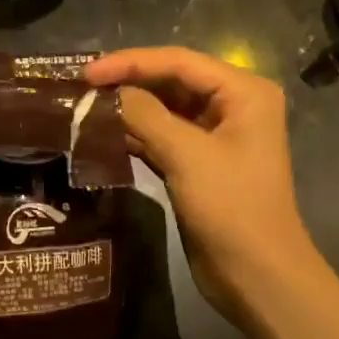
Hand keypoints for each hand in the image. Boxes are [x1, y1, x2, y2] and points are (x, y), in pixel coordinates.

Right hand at [83, 46, 330, 331]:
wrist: (257, 277)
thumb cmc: (231, 208)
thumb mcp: (186, 155)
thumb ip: (145, 115)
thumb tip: (107, 94)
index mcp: (243, 92)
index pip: (179, 62)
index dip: (130, 63)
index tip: (87, 73)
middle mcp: (231, 105)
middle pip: (171, 81)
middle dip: (127, 83)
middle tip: (80, 88)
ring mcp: (214, 135)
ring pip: (163, 109)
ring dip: (127, 109)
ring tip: (83, 108)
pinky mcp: (198, 163)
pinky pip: (161, 136)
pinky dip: (134, 134)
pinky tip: (101, 136)